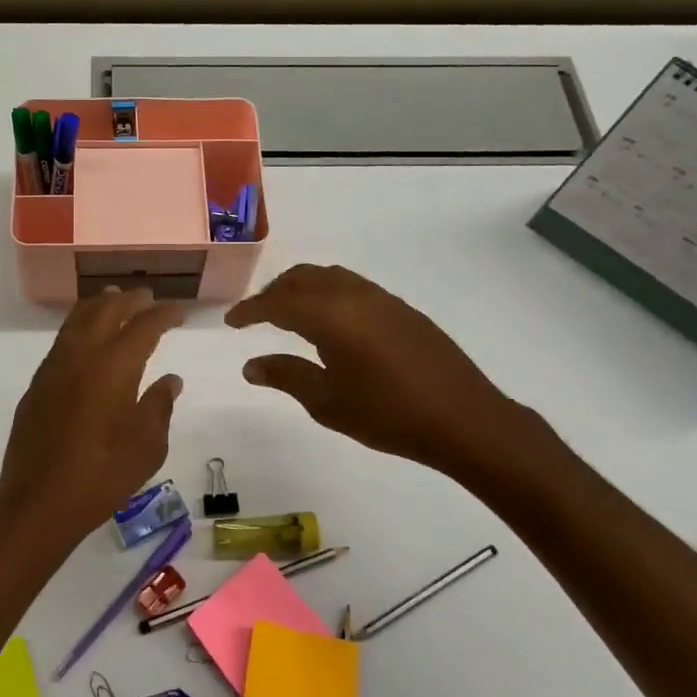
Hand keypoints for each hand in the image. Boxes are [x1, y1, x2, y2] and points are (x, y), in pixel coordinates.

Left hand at [0, 289, 183, 554]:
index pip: (143, 326)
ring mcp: (54, 367)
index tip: (179, 310)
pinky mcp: (37, 384)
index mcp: (113, 367)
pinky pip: (62, 339)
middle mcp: (81, 356)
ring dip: (100, 306)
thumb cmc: (102, 476)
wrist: (38, 502)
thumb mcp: (146, 447)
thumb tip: (170, 380)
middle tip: (149, 297)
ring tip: (116, 301)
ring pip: (78, 319)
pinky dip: (80, 326)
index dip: (164, 314)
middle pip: (107, 311)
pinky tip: (88, 338)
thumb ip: (159, 407)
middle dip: (131, 301)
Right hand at [226, 264, 545, 489]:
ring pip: (329, 278)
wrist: (464, 419)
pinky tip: (330, 323)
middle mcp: (353, 296)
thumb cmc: (388, 415)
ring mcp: (382, 299)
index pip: (277, 302)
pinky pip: (352, 287)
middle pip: (302, 278)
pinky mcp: (402, 309)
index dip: (250, 310)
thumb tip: (251, 365)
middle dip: (274, 293)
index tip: (231, 322)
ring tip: (289, 316)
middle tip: (256, 317)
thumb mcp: (327, 402)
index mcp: (330, 316)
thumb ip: (286, 376)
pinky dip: (328, 294)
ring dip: (302, 289)